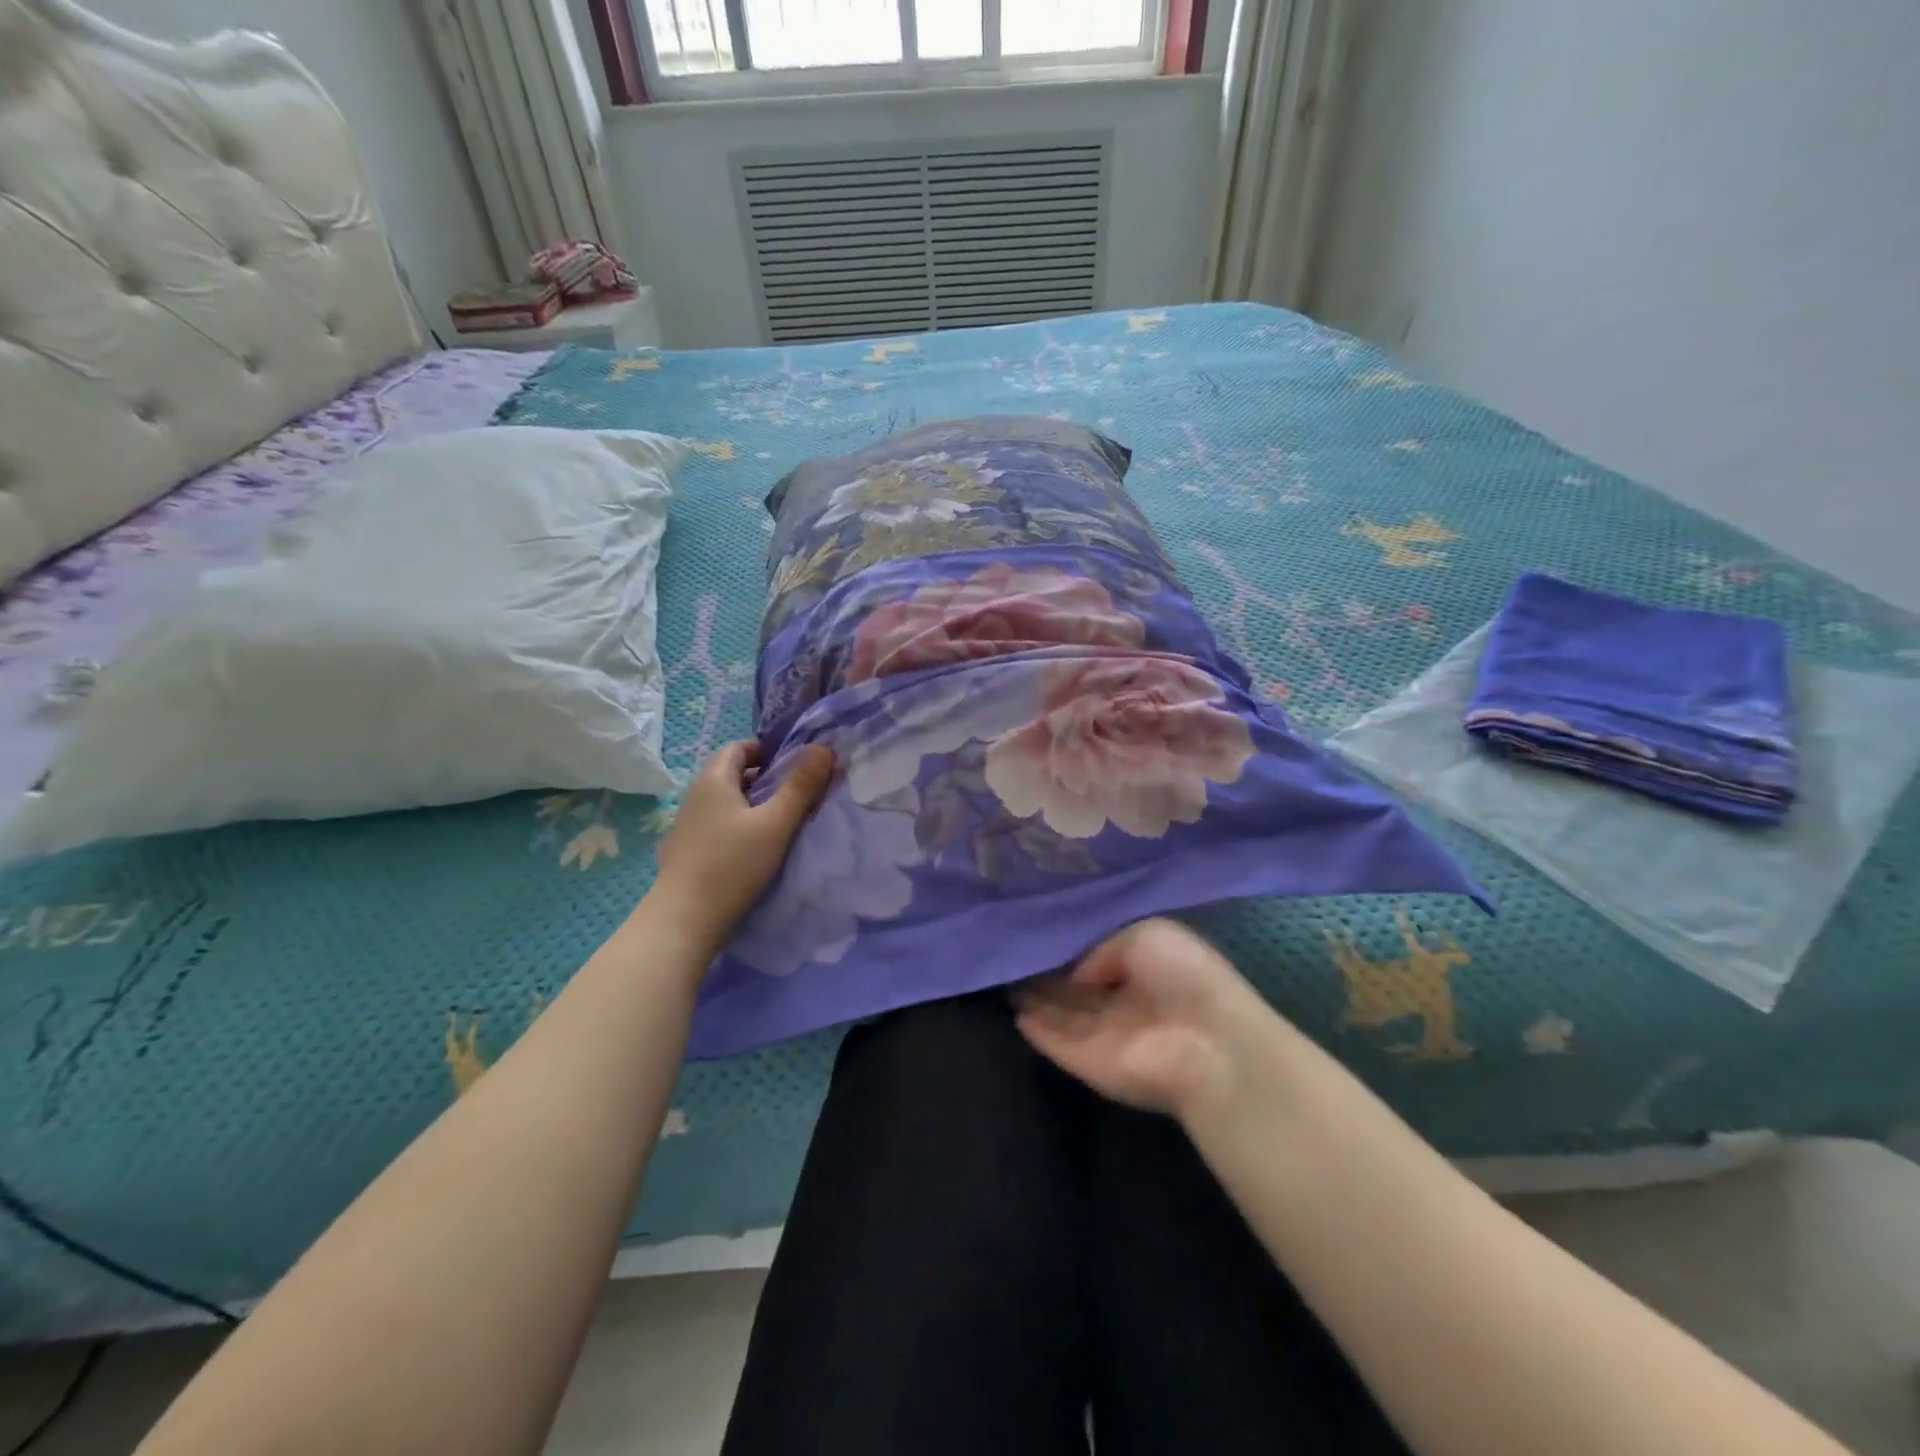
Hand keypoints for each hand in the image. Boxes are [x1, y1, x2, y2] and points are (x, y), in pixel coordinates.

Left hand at [652, 741, 833, 948]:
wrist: (685, 919)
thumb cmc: (733, 864)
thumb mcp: (776, 823)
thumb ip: (801, 787)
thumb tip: (823, 749)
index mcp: (713, 780)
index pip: (737, 748)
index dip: (764, 750)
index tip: (791, 764)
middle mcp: (694, 796)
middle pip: (729, 773)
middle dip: (760, 777)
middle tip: (792, 792)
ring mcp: (685, 826)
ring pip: (722, 802)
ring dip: (749, 804)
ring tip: (777, 821)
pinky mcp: (684, 852)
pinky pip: (714, 825)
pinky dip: (735, 826)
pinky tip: (751, 849)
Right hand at [1016, 918, 1282, 1124]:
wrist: (1208, 1045)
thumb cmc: (1185, 976)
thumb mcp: (1145, 934)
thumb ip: (1101, 948)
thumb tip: (1075, 973)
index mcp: (1144, 969)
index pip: (1098, 957)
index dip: (1070, 945)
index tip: (1038, 929)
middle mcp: (1122, 1001)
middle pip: (1076, 987)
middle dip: (1047, 972)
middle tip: (1010, 951)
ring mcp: (1103, 1034)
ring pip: (1061, 1013)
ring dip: (1035, 999)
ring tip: (1002, 976)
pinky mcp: (1086, 1062)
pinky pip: (1054, 1041)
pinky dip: (1034, 1029)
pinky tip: (1011, 1010)